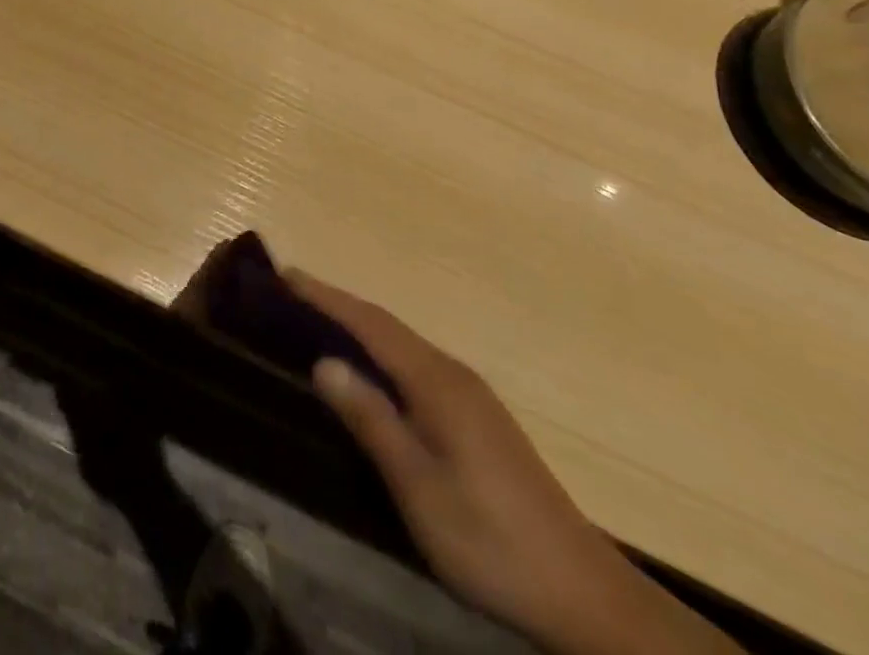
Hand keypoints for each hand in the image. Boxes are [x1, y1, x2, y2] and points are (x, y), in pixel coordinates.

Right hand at [286, 271, 739, 654]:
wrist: (583, 594)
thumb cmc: (491, 541)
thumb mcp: (420, 489)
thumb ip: (372, 421)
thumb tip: (323, 361)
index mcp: (436, 381)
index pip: (370, 323)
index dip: (326, 297)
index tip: (285, 274)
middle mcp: (452, 372)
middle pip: (385, 325)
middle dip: (337, 304)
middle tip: (289, 293)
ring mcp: (469, 393)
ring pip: (401, 343)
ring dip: (358, 326)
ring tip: (316, 322)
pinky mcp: (477, 415)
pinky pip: (415, 363)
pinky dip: (380, 351)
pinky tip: (369, 370)